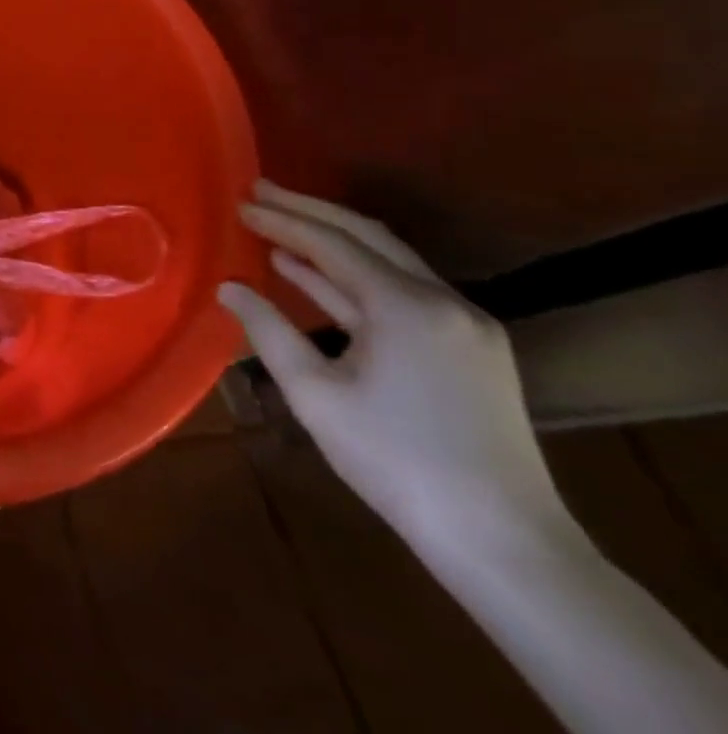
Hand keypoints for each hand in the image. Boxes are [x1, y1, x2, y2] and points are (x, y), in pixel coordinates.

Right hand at [219, 181, 566, 554]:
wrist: (504, 543)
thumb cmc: (396, 461)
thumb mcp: (315, 394)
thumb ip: (268, 330)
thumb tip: (229, 286)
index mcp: (407, 307)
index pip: (333, 244)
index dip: (282, 220)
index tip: (240, 202)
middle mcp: (444, 302)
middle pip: (368, 237)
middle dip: (310, 211)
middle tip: (260, 190)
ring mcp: (465, 326)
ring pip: (390, 261)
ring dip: (333, 241)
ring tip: (281, 225)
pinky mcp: (472, 351)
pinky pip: (405, 292)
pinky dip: (357, 277)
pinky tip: (318, 276)